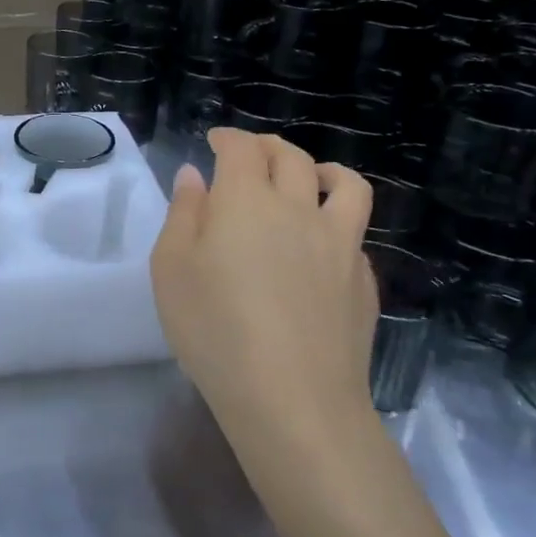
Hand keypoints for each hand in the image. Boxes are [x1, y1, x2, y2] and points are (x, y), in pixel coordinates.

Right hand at [150, 129, 378, 445]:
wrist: (292, 399)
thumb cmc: (215, 330)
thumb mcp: (172, 269)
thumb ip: (183, 214)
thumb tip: (194, 176)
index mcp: (246, 200)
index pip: (241, 148)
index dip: (227, 137)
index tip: (214, 142)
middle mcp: (298, 208)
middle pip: (291, 157)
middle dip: (267, 147)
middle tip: (251, 156)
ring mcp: (339, 243)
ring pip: (345, 185)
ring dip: (323, 170)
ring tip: (311, 179)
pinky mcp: (363, 280)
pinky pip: (355, 234)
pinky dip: (337, 225)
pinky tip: (321, 249)